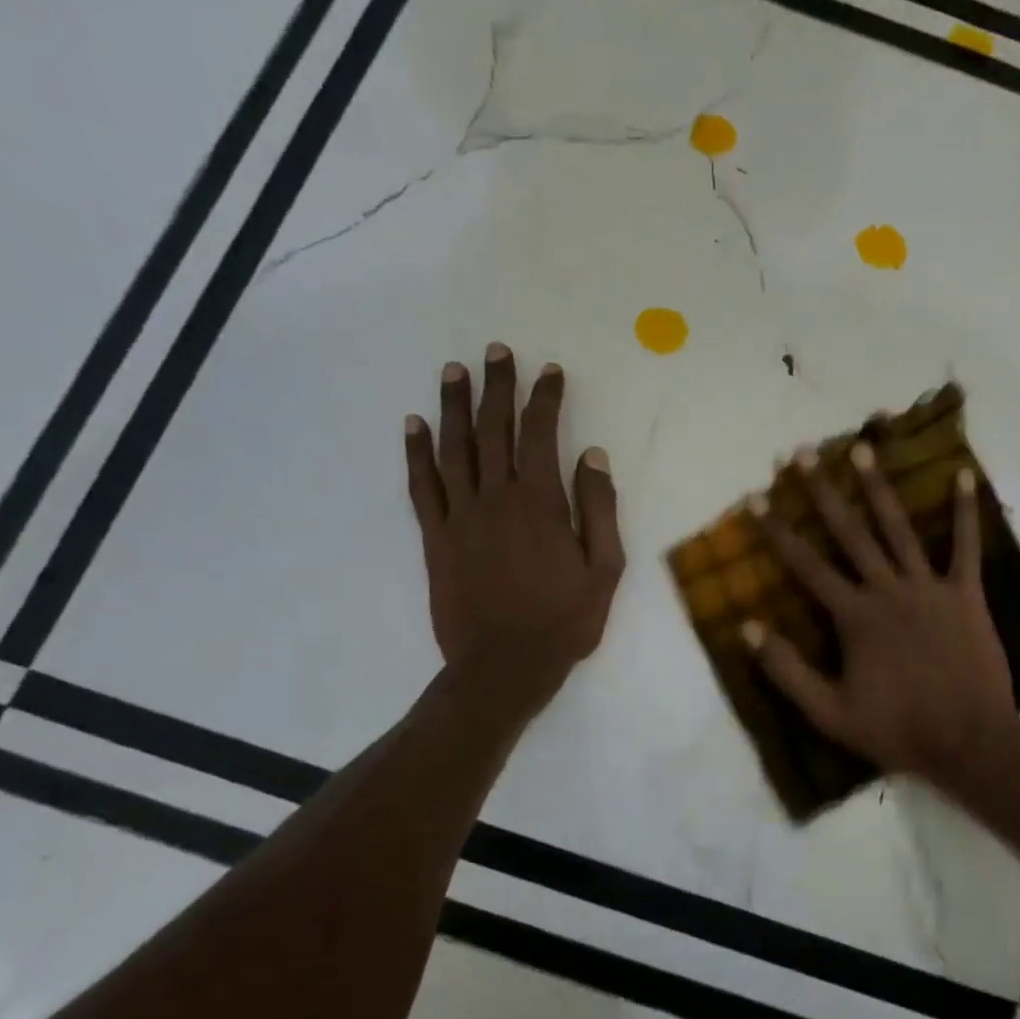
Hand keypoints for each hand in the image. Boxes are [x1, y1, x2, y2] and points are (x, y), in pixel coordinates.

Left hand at [404, 345, 623, 720]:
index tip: (550, 372)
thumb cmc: (565, 620)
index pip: (540, 436)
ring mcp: (460, 517)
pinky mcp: (436, 538)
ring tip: (455, 372)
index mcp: (541, 504)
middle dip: (498, 388)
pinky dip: (417, 452)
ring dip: (455, 407)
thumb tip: (592, 456)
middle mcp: (496, 499)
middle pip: (493, 431)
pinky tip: (415, 425)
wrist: (504, 666)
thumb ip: (599, 509)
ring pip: (454, 449)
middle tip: (497, 351)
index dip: (545, 400)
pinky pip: (422, 486)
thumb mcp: (604, 569)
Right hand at [746, 442, 1016, 786]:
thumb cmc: (897, 729)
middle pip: (849, 532)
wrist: (968, 741)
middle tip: (801, 453)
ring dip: (878, 488)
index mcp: (855, 616)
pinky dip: (964, 512)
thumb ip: (787, 670)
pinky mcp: (966, 594)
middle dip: (821, 491)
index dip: (778, 530)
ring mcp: (929, 587)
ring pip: (898, 528)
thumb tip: (748, 627)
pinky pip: (966, 546)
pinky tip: (962, 475)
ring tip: (862, 448)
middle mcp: (888, 590)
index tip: (757, 497)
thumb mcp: (829, 713)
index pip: (806, 565)